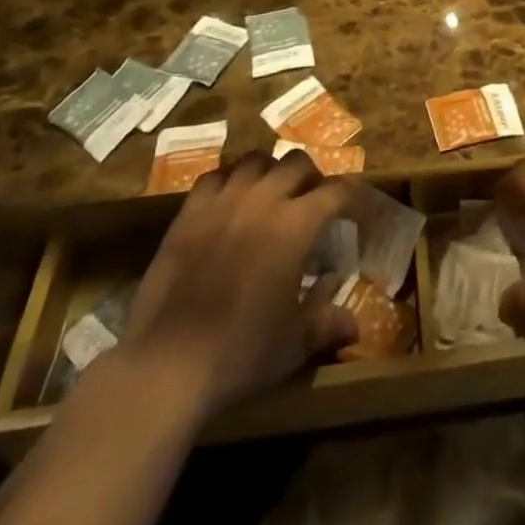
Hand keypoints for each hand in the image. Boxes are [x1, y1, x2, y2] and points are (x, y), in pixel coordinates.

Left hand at [120, 150, 357, 417]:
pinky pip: (214, 176)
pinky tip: (229, 201)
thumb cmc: (241, 352)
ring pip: (255, 160)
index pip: (337, 190)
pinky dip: (228, 181)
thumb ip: (326, 324)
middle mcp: (263, 199)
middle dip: (311, 176)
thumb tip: (355, 326)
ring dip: (270, 171)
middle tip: (312, 200)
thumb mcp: (293, 344)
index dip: (352, 196)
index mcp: (297, 224)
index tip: (356, 211)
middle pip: (297, 162)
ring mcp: (223, 201)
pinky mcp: (189, 212)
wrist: (168, 363)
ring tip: (270, 193)